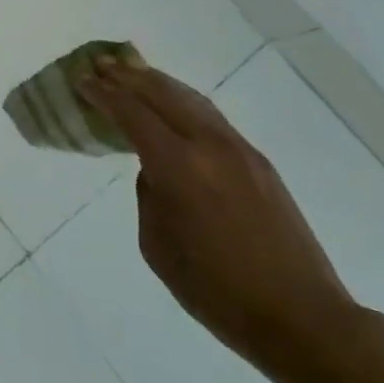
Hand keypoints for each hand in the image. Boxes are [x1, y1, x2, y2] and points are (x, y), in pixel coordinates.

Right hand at [76, 54, 357, 372]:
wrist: (302, 318)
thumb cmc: (217, 291)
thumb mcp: (157, 246)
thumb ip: (148, 195)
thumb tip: (154, 170)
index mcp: (178, 166)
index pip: (131, 112)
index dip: (103, 93)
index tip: (81, 80)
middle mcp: (209, 145)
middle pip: (161, 93)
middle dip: (126, 75)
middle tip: (99, 64)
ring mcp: (239, 149)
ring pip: (190, 98)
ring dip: (156, 81)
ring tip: (131, 70)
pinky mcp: (259, 161)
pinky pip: (210, 116)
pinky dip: (182, 100)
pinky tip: (172, 103)